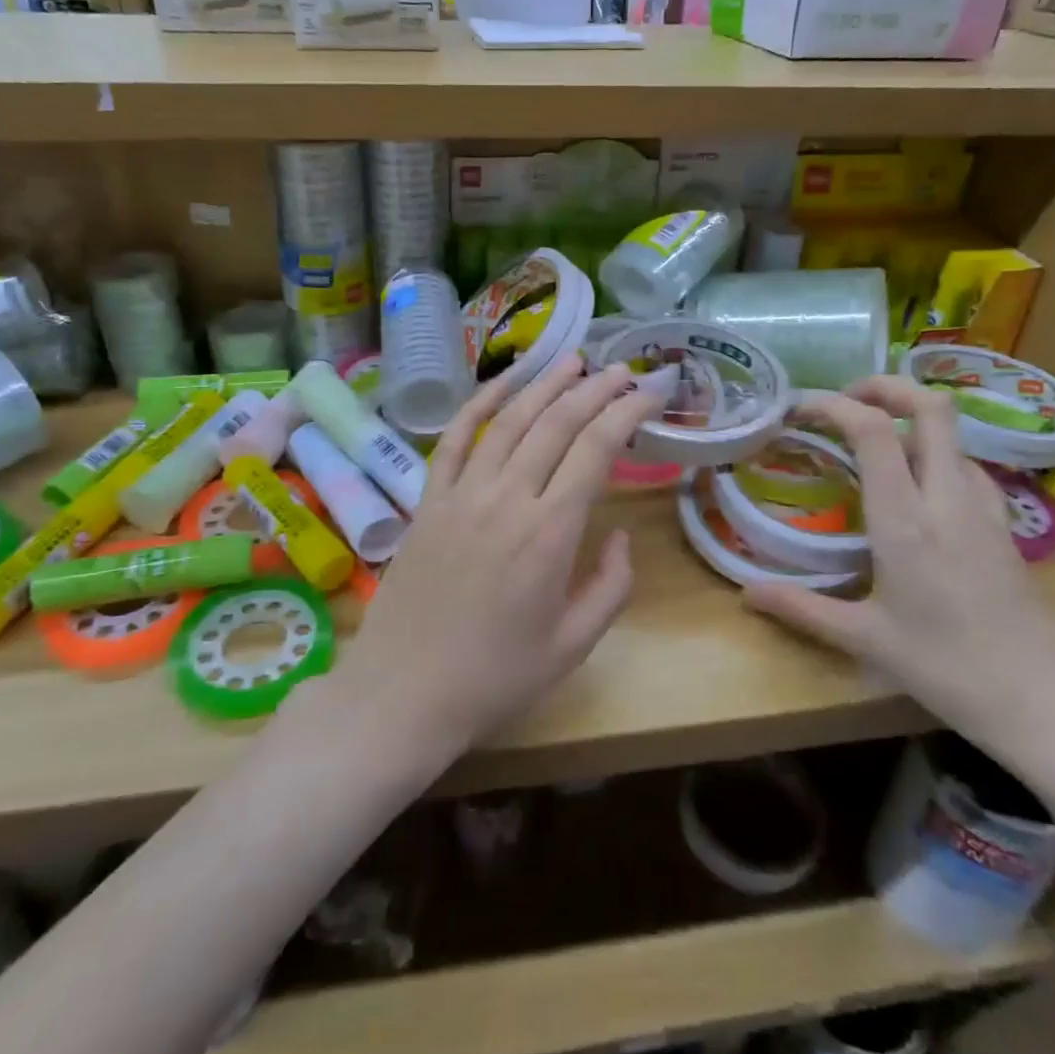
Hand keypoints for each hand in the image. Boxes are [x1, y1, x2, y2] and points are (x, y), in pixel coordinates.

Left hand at [335, 354, 665, 760]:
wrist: (404, 693)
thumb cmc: (494, 678)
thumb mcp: (572, 646)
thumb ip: (610, 587)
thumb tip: (621, 536)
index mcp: (550, 533)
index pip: (596, 449)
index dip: (627, 412)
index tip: (650, 391)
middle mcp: (507, 498)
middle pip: (556, 423)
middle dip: (594, 389)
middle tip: (621, 370)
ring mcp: (462, 494)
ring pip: (508, 421)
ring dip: (543, 384)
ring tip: (571, 360)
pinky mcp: (428, 500)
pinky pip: (454, 440)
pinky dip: (478, 404)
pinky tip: (502, 384)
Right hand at [743, 376, 1054, 767]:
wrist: (1046, 703)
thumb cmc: (948, 669)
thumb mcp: (865, 638)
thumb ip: (801, 608)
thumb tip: (745, 593)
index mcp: (906, 520)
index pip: (873, 431)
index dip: (833, 405)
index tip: (799, 409)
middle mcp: (947, 499)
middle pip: (931, 407)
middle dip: (885, 386)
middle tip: (844, 399)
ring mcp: (983, 507)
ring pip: (953, 432)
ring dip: (910, 418)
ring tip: (870, 440)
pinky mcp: (1003, 524)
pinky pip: (965, 464)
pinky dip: (933, 452)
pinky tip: (913, 485)